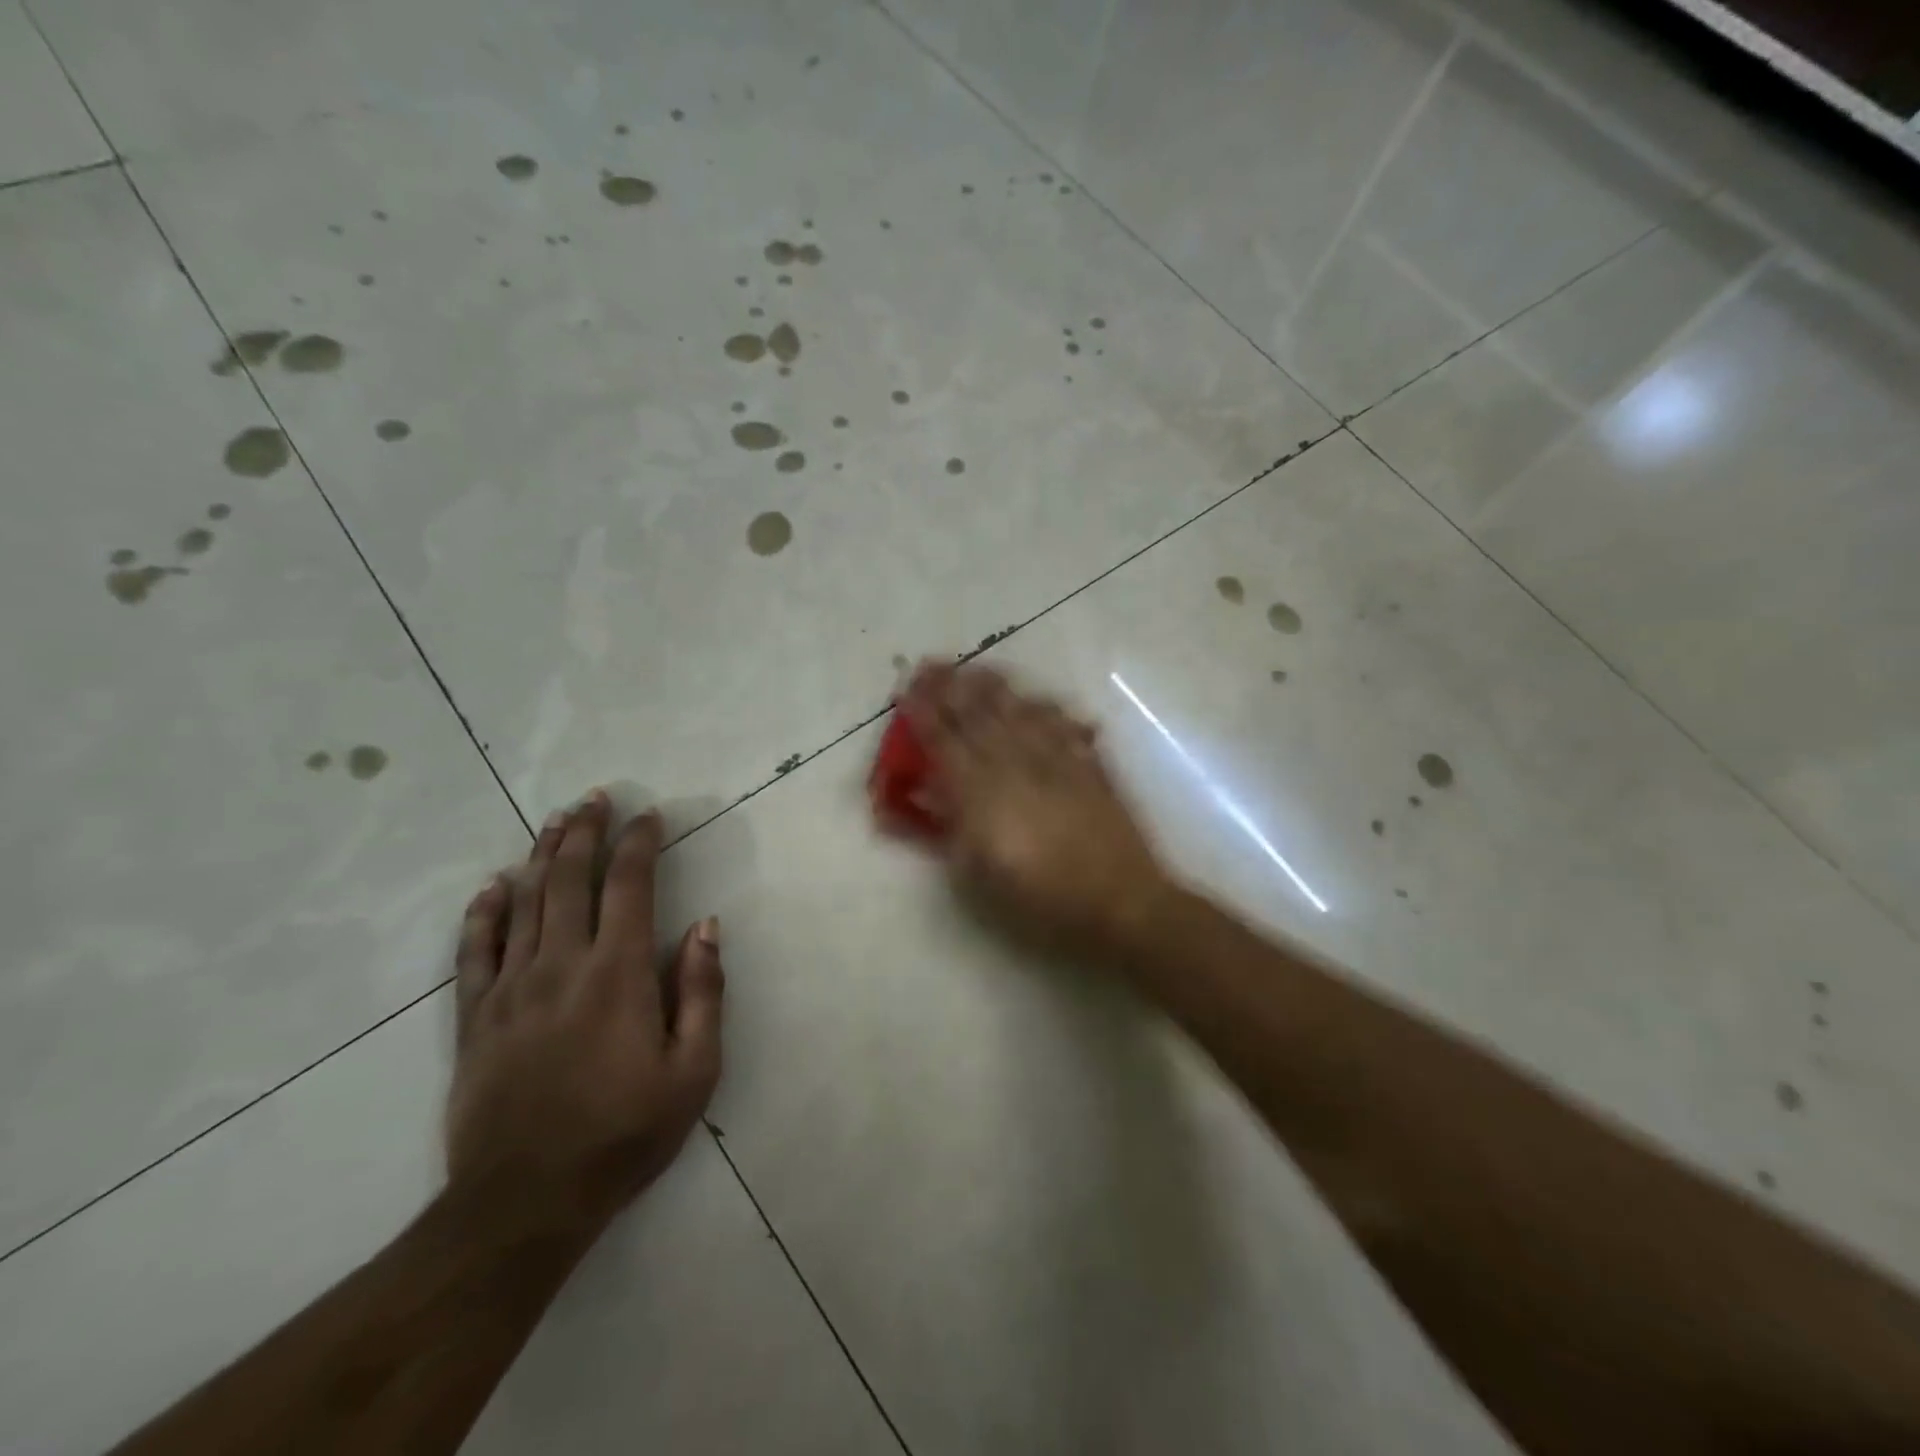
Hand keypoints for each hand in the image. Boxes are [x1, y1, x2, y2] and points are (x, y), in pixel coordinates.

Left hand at [446, 791, 723, 1236]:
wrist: (524, 1204)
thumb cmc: (624, 1134)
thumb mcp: (693, 1072)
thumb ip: (702, 992)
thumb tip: (705, 926)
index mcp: (617, 974)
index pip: (629, 886)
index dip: (640, 843)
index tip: (650, 816)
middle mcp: (561, 966)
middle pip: (571, 879)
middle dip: (586, 832)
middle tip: (596, 797)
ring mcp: (510, 989)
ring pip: (525, 903)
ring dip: (543, 855)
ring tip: (556, 821)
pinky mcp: (475, 1018)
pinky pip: (475, 950)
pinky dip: (485, 912)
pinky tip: (493, 886)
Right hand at [901, 662, 1170, 957]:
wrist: (1120, 901)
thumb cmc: (1040, 899)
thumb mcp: (977, 875)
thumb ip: (947, 829)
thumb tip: (923, 795)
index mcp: (981, 792)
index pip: (943, 741)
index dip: (923, 713)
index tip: (906, 690)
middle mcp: (1016, 763)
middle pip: (978, 714)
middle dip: (951, 686)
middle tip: (931, 664)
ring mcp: (1056, 759)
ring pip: (1019, 710)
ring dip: (993, 686)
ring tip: (976, 668)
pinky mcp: (1089, 764)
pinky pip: (1062, 723)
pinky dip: (1045, 707)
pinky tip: (1036, 698)